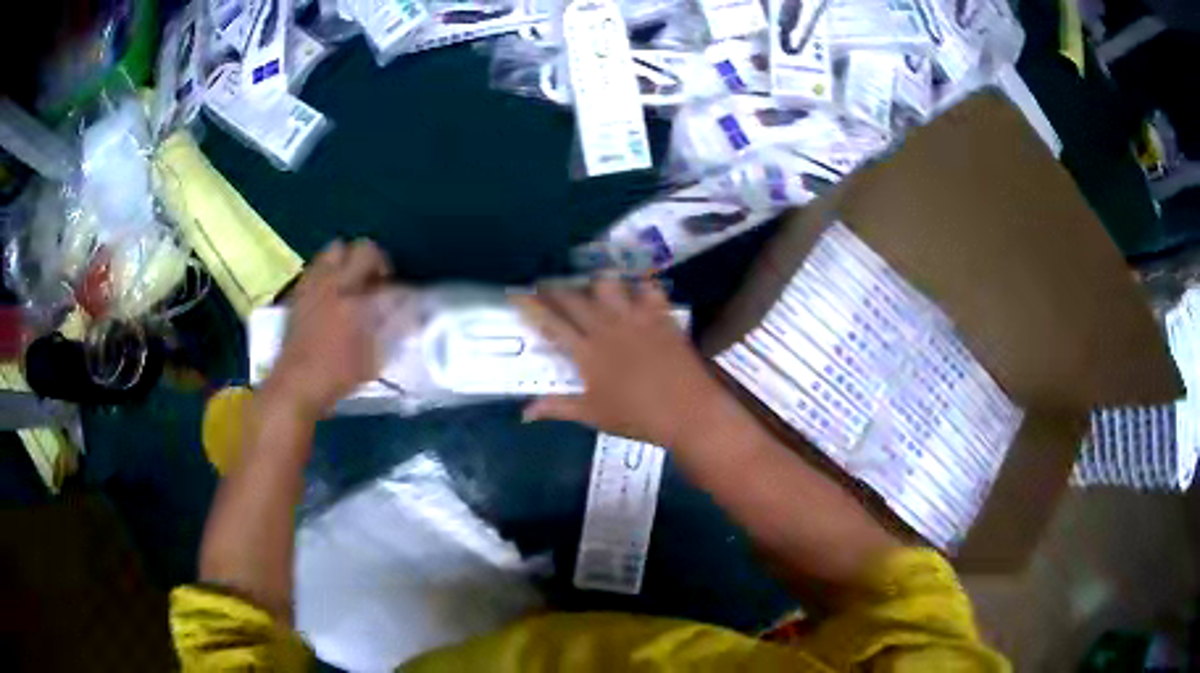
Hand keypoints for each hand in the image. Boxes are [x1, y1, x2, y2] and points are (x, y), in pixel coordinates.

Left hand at [264, 239, 392, 417]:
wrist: (295, 384)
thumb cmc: (337, 377)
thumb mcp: (373, 360)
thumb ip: (390, 330)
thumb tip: (407, 314)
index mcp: (358, 300)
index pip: (391, 281)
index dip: (400, 286)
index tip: (404, 297)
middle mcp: (336, 283)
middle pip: (363, 248)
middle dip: (376, 261)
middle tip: (377, 282)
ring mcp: (314, 284)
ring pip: (336, 249)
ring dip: (348, 260)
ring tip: (351, 282)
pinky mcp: (299, 291)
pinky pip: (316, 266)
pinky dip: (327, 272)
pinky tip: (330, 293)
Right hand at [513, 277, 729, 447]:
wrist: (688, 412)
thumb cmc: (637, 417)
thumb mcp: (593, 415)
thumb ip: (557, 407)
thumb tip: (525, 413)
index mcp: (587, 352)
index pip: (551, 322)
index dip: (531, 306)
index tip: (517, 293)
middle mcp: (607, 328)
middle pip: (574, 298)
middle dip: (555, 288)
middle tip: (546, 285)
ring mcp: (636, 319)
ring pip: (609, 285)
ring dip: (596, 283)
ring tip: (592, 288)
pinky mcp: (661, 316)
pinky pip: (648, 288)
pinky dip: (639, 286)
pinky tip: (636, 290)